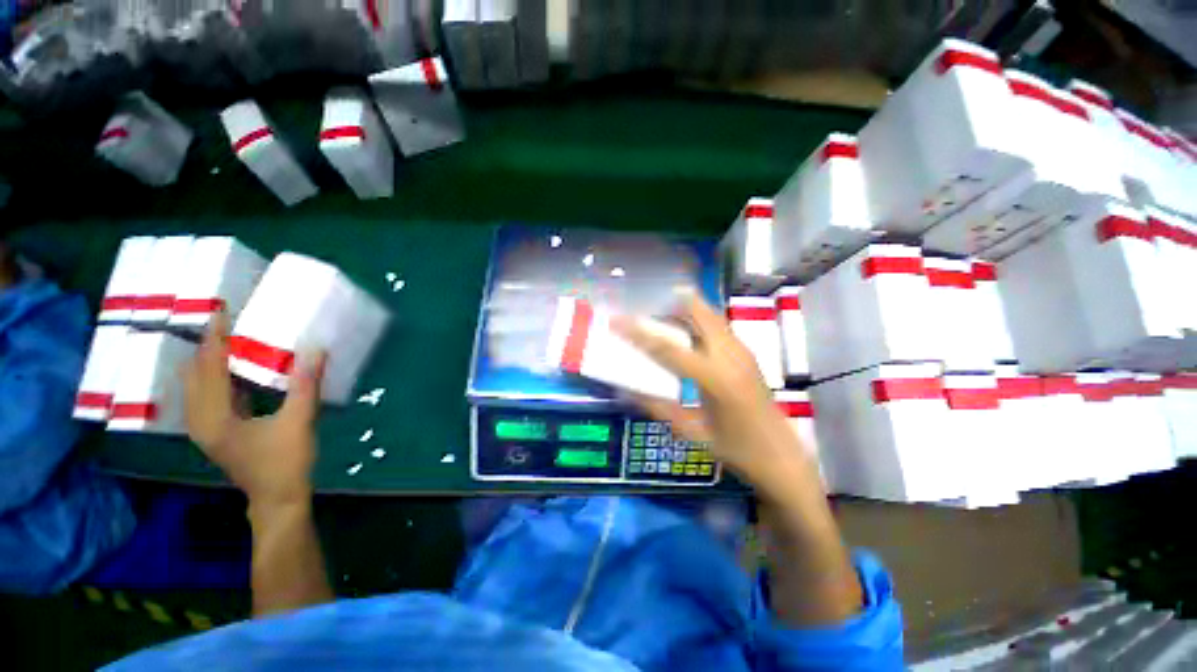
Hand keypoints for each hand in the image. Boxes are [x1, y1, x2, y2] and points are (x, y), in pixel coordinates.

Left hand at [183, 313, 325, 506]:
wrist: (278, 499)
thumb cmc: (285, 462)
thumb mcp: (298, 422)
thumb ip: (305, 385)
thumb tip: (315, 350)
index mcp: (214, 417)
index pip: (208, 367)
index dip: (214, 338)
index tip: (221, 312)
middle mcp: (201, 419)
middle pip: (195, 373)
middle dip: (207, 346)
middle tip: (226, 321)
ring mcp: (206, 427)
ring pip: (199, 384)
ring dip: (211, 360)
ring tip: (230, 338)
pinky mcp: (217, 431)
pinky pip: (209, 395)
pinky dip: (218, 376)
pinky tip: (235, 368)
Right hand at [613, 295, 817, 499]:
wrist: (782, 457)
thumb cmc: (736, 449)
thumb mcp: (691, 431)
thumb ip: (657, 407)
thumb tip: (626, 390)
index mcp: (715, 379)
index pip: (668, 348)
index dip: (639, 332)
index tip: (617, 320)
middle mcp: (730, 355)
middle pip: (698, 312)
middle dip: (670, 302)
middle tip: (644, 305)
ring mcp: (742, 351)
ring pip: (710, 314)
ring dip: (684, 309)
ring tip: (660, 313)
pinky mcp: (747, 353)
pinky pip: (718, 326)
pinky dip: (698, 319)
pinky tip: (685, 331)